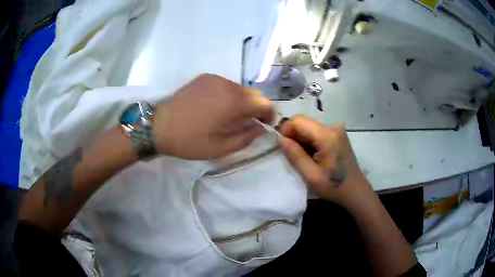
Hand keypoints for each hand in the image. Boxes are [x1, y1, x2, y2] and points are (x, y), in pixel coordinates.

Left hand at [153, 74, 273, 159]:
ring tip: (228, 116)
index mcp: (233, 103)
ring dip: (242, 101)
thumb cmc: (189, 141)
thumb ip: (246, 137)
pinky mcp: (205, 77)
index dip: (269, 115)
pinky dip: (228, 95)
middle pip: (254, 93)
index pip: (264, 103)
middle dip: (256, 108)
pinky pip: (226, 85)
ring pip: (240, 89)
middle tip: (246, 123)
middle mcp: (227, 85)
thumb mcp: (220, 148)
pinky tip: (215, 106)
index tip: (263, 125)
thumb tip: (260, 127)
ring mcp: (215, 79)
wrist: (159, 126)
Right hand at [278, 115, 369, 204]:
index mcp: (327, 136)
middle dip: (292, 134)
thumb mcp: (311, 175)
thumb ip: (295, 155)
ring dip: (301, 138)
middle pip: (305, 122)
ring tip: (300, 156)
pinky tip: (311, 154)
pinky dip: (310, 140)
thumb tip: (280, 139)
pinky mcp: (339, 134)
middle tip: (288, 153)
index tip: (280, 145)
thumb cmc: (333, 186)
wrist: (355, 190)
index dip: (285, 130)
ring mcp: (338, 130)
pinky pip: (318, 131)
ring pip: (310, 126)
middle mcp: (333, 127)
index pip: (298, 121)